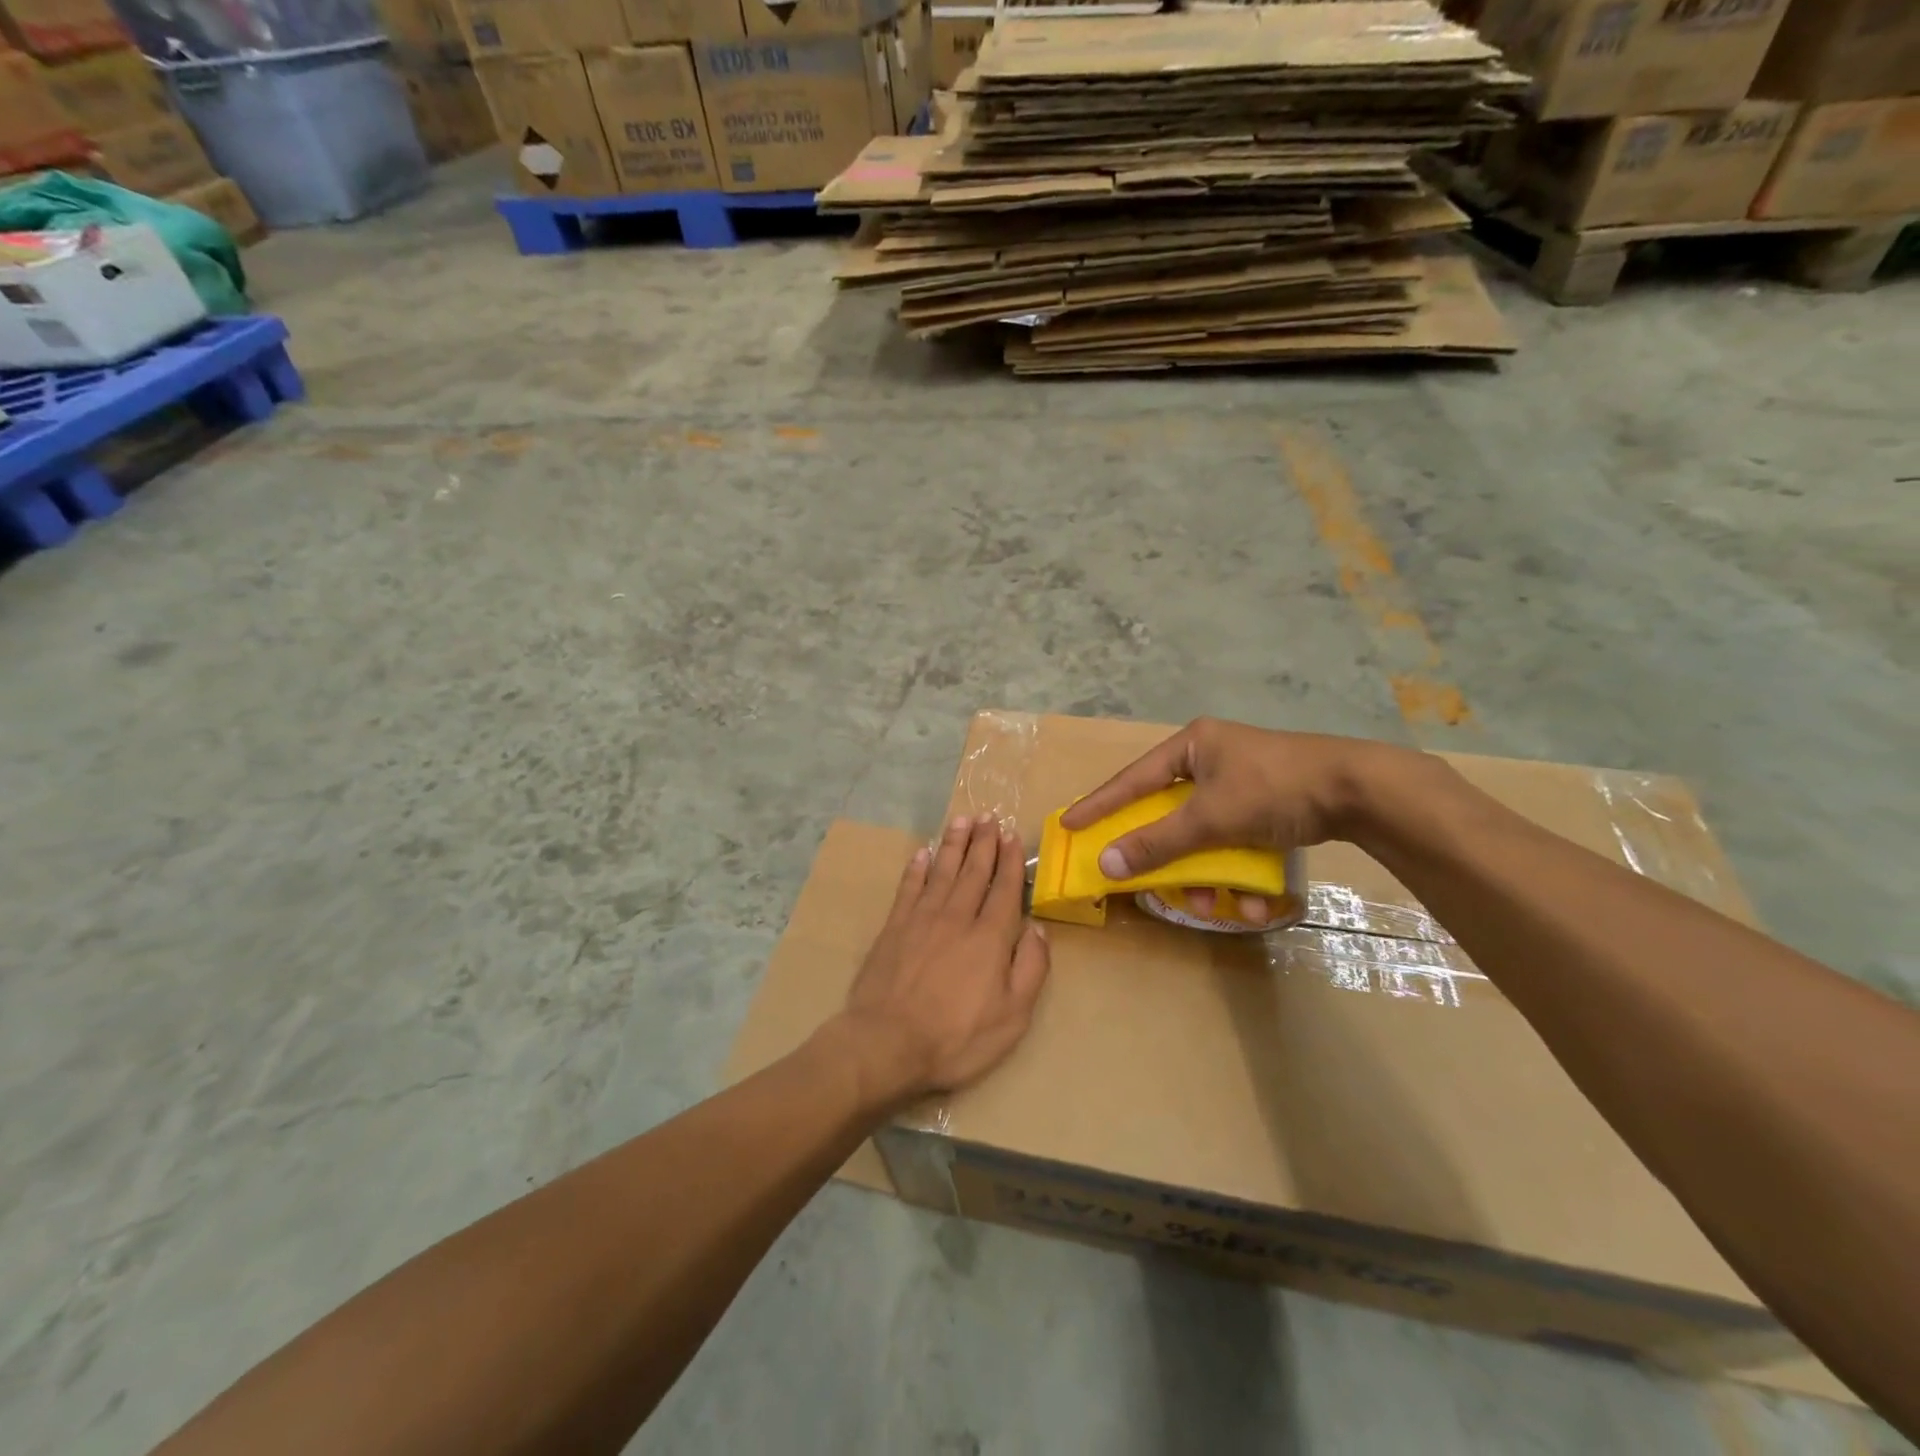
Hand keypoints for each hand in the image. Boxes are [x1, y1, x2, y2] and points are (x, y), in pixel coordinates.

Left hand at [838, 814, 1050, 1103]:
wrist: (887, 1042)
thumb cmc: (956, 1037)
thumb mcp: (1012, 1016)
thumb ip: (1030, 969)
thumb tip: (1038, 929)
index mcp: (990, 937)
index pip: (1004, 890)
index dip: (1009, 861)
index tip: (1012, 836)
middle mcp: (957, 917)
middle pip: (974, 871)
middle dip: (984, 842)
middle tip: (989, 816)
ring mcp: (922, 918)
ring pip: (943, 871)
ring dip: (954, 844)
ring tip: (962, 820)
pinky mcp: (894, 926)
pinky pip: (909, 886)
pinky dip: (917, 867)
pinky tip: (923, 853)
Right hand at [1061, 719, 1401, 914]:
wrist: (1362, 792)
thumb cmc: (1275, 788)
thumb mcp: (1210, 817)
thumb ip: (1157, 841)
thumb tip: (1106, 863)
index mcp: (1194, 747)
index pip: (1133, 779)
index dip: (1101, 804)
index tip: (1070, 825)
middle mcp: (1213, 762)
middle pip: (1171, 816)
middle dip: (1169, 859)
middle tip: (1150, 883)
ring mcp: (1242, 786)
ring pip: (1205, 839)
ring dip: (1208, 878)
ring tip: (1218, 906)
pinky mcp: (1268, 810)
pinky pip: (1238, 845)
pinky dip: (1242, 875)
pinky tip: (1259, 903)